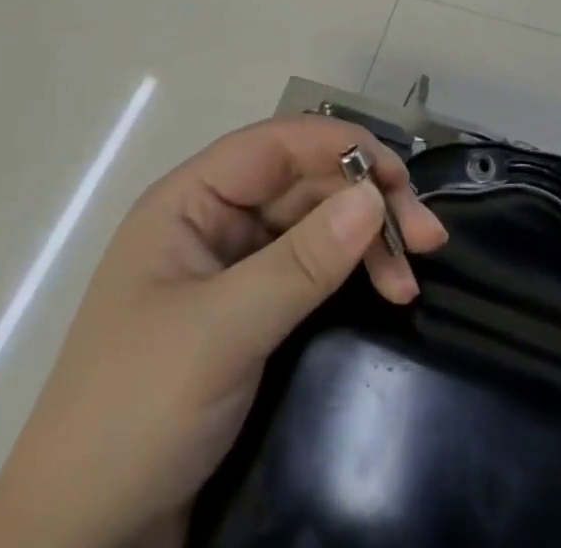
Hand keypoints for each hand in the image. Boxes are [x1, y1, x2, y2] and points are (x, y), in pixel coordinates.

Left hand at [0, 116, 446, 547]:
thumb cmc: (134, 416)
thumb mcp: (220, 333)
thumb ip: (300, 262)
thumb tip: (372, 195)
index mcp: (189, 202)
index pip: (276, 145)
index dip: (340, 148)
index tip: (399, 178)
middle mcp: (213, 223)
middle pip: (302, 184)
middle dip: (364, 201)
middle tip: (425, 239)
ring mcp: (232, 272)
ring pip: (313, 228)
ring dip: (365, 242)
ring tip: (411, 279)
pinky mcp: (249, 318)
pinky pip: (310, 275)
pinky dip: (349, 278)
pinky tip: (386, 294)